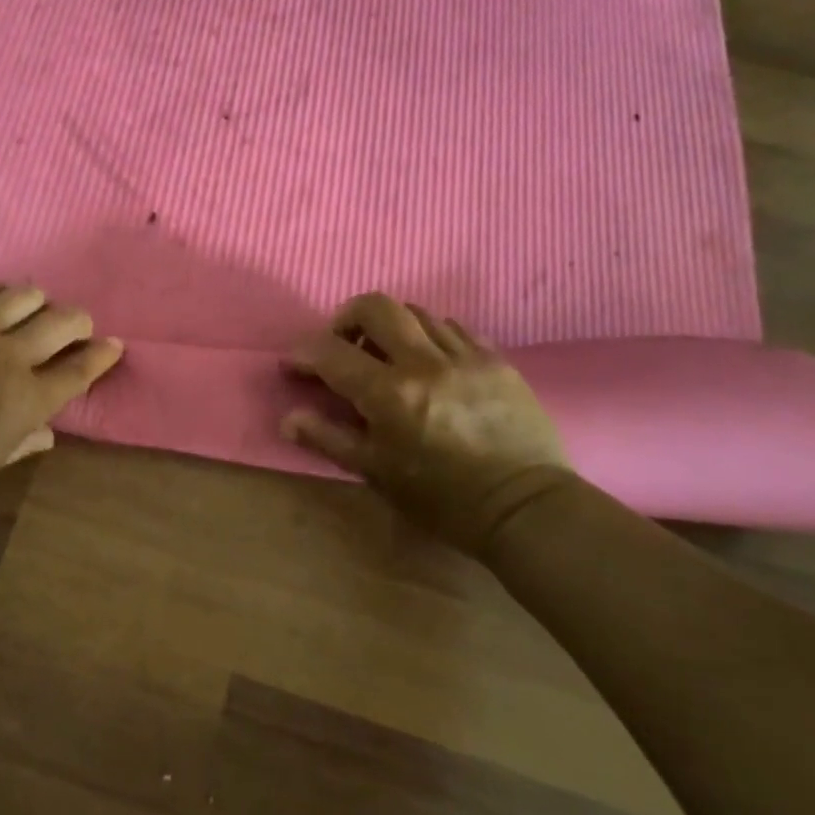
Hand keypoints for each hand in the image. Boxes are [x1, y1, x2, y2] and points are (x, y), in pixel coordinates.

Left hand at [0, 286, 122, 519]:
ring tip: (35, 307)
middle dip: (79, 321)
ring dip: (38, 300)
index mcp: (26, 400)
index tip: (114, 345)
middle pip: (61, 322)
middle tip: (77, 325)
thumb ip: (21, 443)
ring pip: (22, 295)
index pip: (79, 370)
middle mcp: (8, 356)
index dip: (102, 355)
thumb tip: (47, 434)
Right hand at [282, 293, 577, 548]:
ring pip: (416, 312)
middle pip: (376, 306)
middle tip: (344, 344)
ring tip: (389, 355)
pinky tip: (431, 361)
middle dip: (347, 317)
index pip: (331, 352)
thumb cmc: (443, 499)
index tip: (294, 364)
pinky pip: (453, 328)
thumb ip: (329, 438)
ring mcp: (464, 355)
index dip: (303, 353)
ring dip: (391, 326)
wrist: (526, 508)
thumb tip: (288, 417)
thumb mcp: (377, 473)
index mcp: (390, 393)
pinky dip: (430, 335)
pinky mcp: (495, 358)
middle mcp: (425, 362)